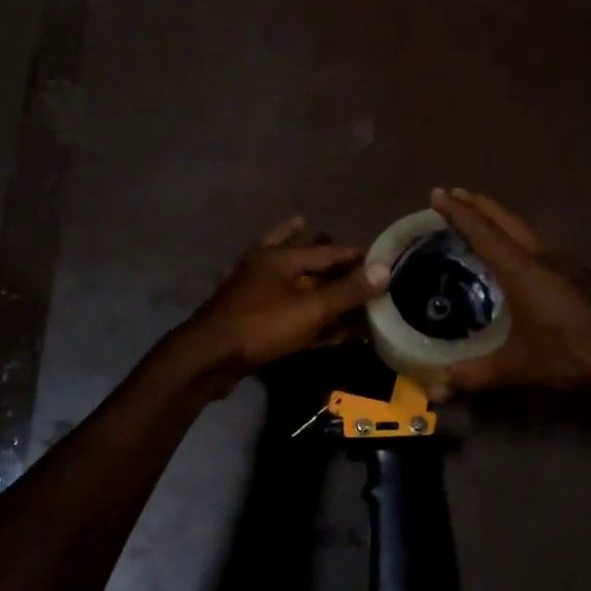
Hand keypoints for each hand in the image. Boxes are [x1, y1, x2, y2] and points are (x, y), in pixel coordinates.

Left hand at [173, 216, 388, 385]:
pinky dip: (272, 283)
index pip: (326, 251)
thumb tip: (384, 269)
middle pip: (295, 249)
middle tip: (328, 233)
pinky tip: (269, 284)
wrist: (206, 358)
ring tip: (299, 233)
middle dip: (313, 242)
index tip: (375, 256)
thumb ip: (347, 291)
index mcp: (279, 258)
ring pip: (274, 266)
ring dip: (291, 256)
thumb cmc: (261, 327)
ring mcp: (243, 286)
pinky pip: (263, 291)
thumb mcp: (310, 310)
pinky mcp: (235, 309)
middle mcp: (260, 265)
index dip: (353, 254)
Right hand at [425, 188, 590, 399]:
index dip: (458, 213)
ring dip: (500, 217)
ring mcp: (566, 262)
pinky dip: (518, 235)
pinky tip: (519, 251)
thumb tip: (433, 392)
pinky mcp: (580, 274)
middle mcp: (543, 256)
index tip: (437, 193)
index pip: (483, 232)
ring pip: (526, 228)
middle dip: (477, 205)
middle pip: (505, 220)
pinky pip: (539, 242)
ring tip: (481, 215)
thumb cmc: (573, 356)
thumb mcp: (519, 368)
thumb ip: (475, 376)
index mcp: (523, 270)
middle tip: (453, 193)